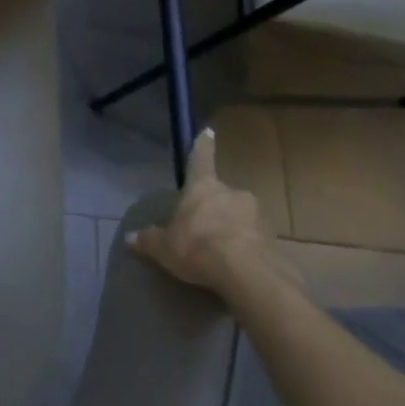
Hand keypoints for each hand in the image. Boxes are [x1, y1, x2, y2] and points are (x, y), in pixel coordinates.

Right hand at [125, 127, 296, 297]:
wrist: (247, 274)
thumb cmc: (197, 247)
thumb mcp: (163, 247)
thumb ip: (149, 240)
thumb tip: (130, 238)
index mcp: (203, 187)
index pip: (200, 160)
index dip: (202, 146)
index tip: (208, 131)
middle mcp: (232, 193)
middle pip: (221, 194)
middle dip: (214, 207)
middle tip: (203, 226)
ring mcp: (257, 215)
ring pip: (241, 217)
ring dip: (232, 228)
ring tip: (219, 252)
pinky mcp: (274, 240)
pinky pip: (254, 239)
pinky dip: (246, 248)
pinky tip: (236, 266)